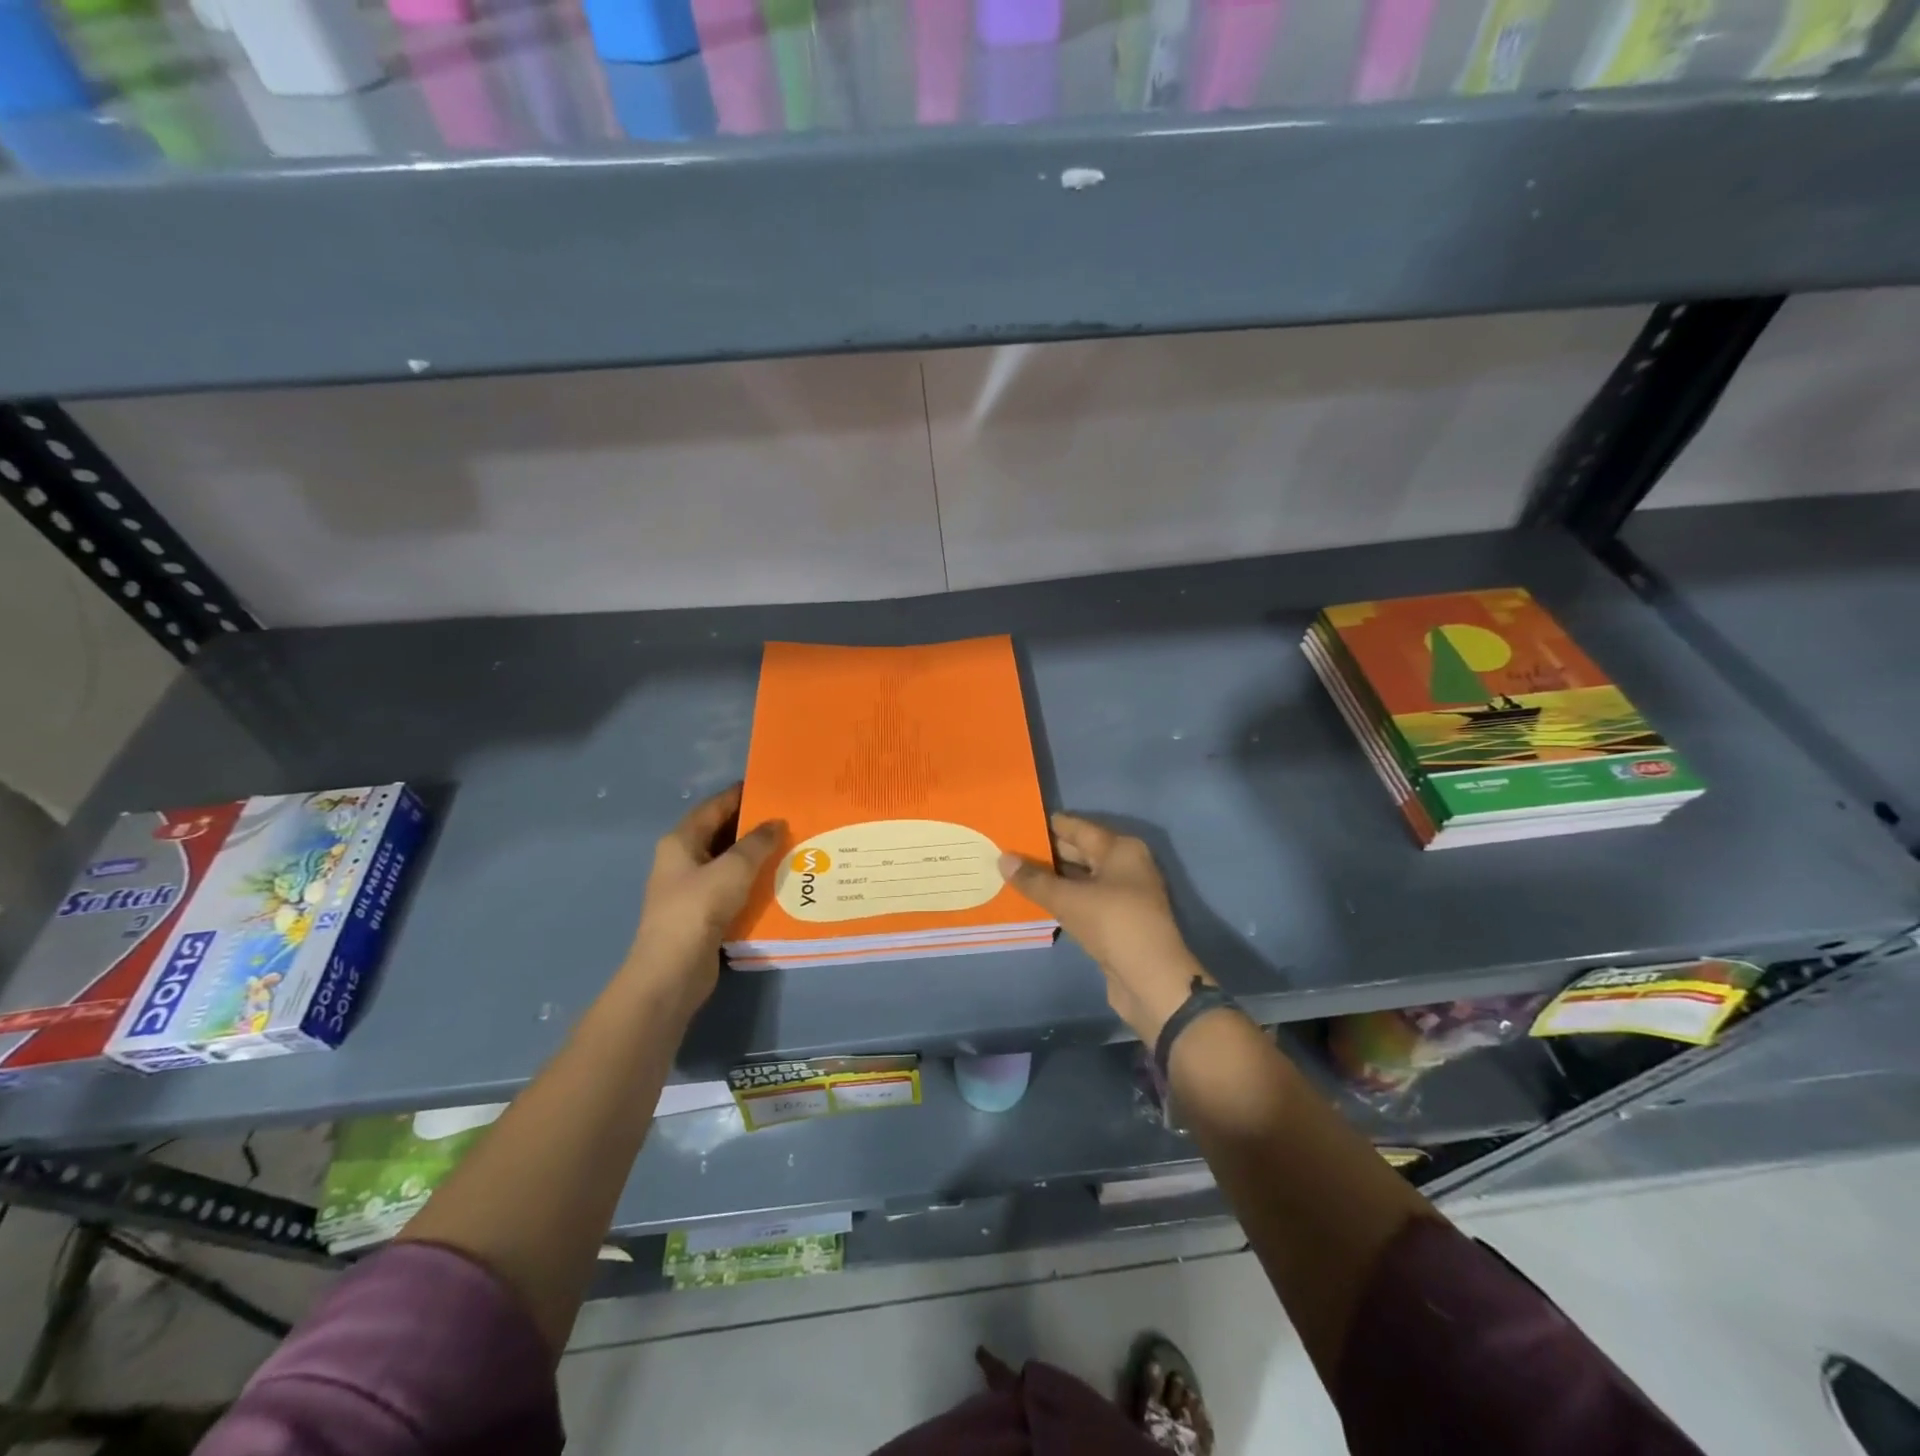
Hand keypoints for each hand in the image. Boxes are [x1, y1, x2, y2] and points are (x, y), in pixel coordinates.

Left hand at [624, 785, 783, 1015]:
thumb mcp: (733, 869)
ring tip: (791, 847)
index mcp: (681, 841)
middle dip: (753, 826)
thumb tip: (776, 823)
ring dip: (755, 856)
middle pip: (721, 833)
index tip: (772, 787)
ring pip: (728, 862)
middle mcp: (682, 860)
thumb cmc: (698, 909)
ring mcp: (691, 888)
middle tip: (790, 818)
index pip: (714, 807)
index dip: (741, 795)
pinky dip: (752, 882)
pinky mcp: (702, 913)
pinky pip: (732, 888)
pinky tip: (778, 881)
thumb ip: (757, 843)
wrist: (672, 971)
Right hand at [999, 813, 1211, 1042]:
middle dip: (1047, 852)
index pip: (1078, 828)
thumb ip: (1034, 879)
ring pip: (1081, 878)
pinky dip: (1063, 899)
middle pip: (1081, 851)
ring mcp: (1123, 895)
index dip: (1048, 825)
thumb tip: (1003, 858)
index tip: (1018, 822)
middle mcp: (1125, 866)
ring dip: (1052, 878)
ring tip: (1015, 873)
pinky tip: (1036, 901)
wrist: (1151, 980)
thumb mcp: (1068, 899)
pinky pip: (1084, 901)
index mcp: (1121, 849)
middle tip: (1009, 849)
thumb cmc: (1113, 924)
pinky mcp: (1117, 921)